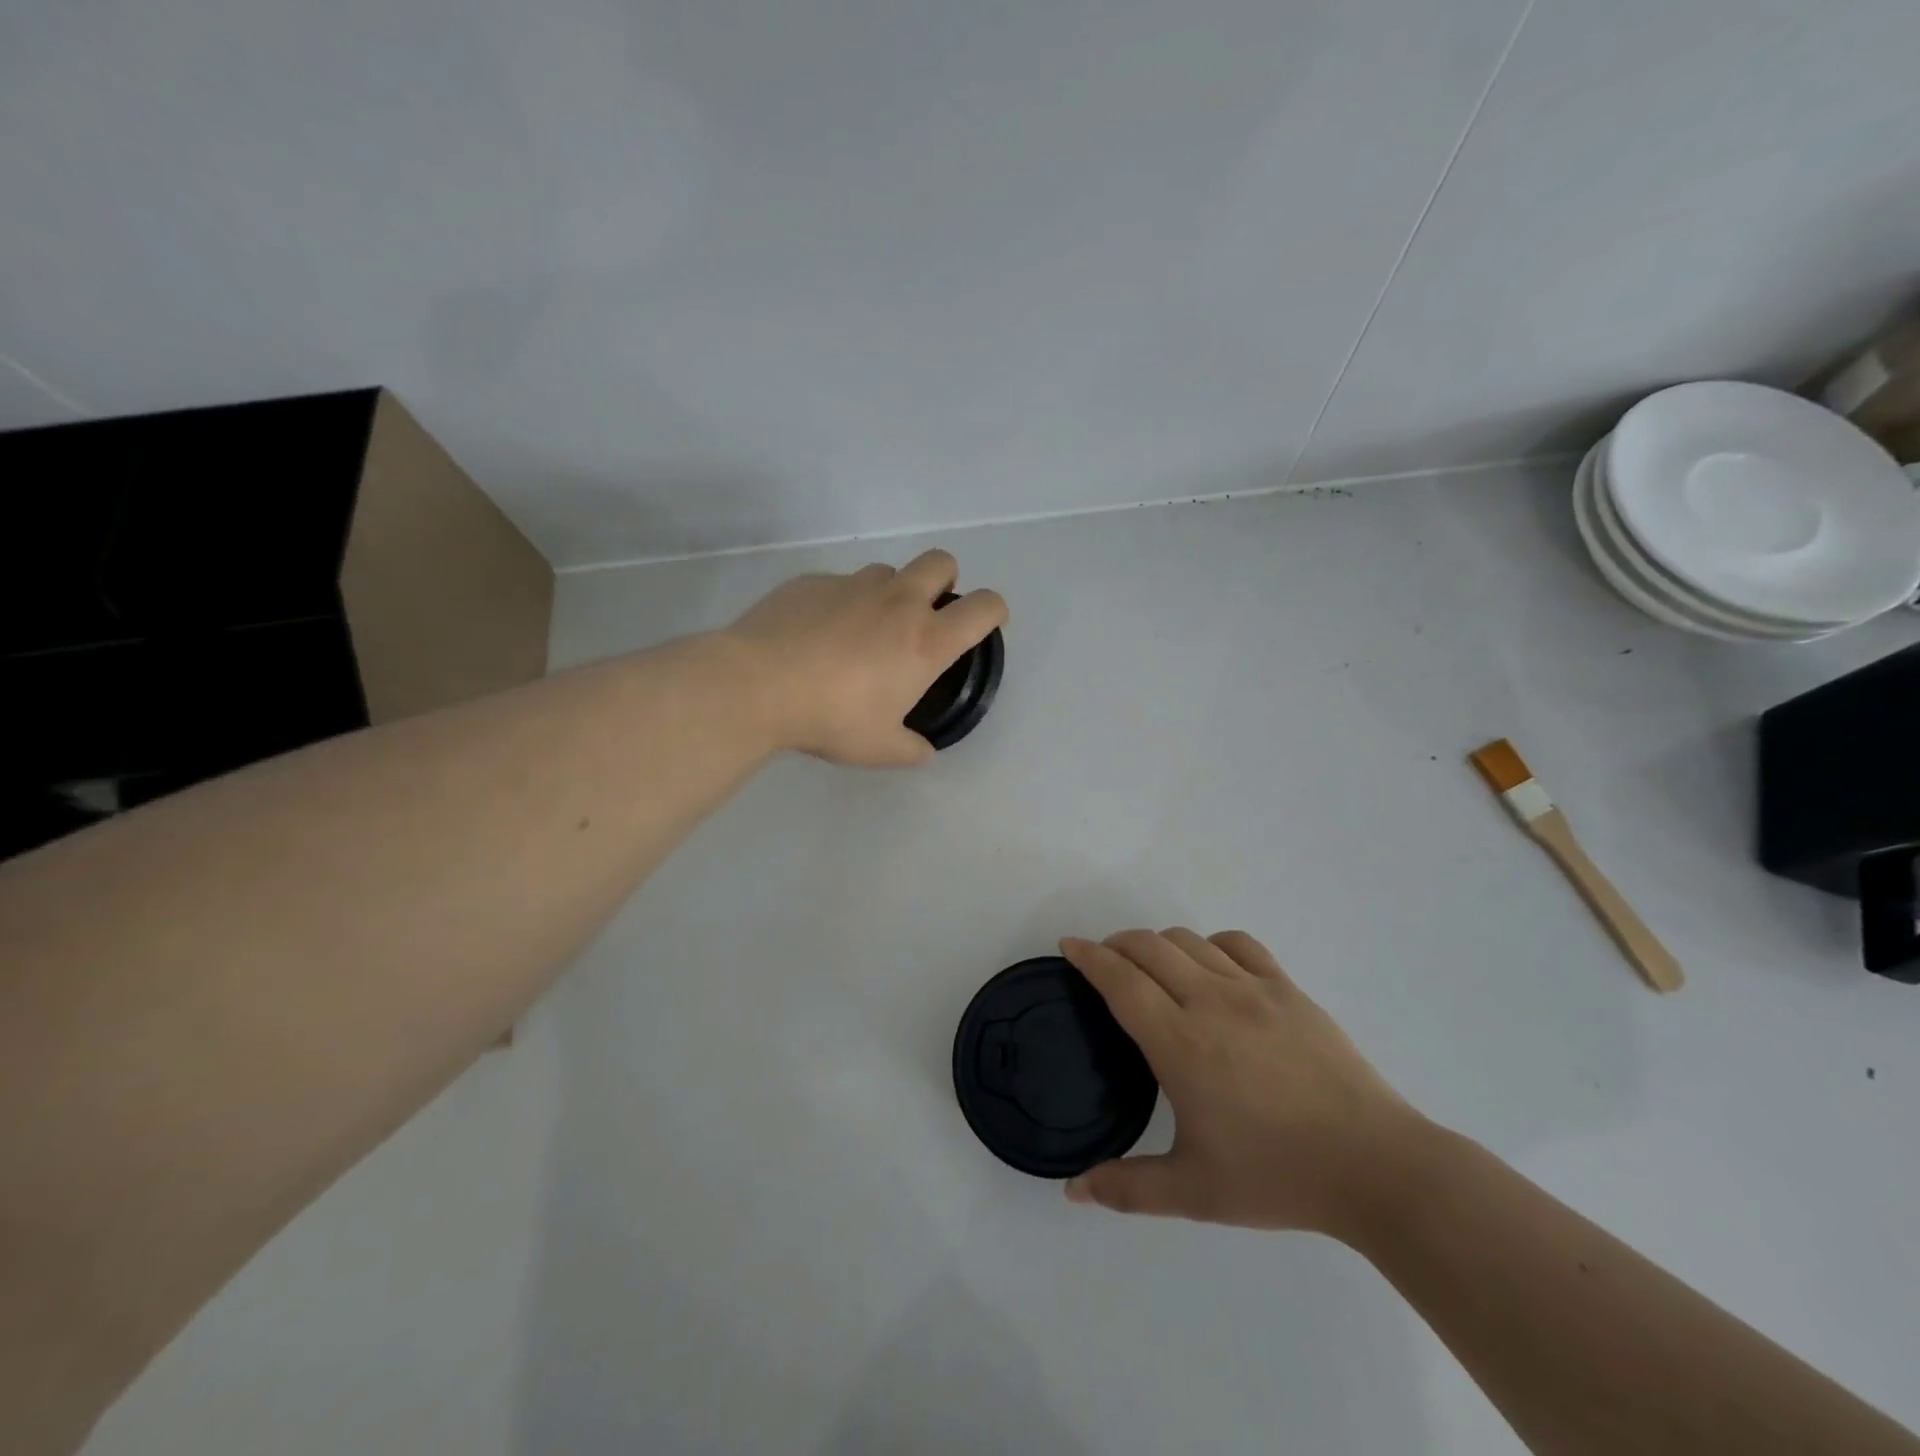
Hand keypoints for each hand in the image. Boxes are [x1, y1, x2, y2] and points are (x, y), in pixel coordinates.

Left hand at [722, 550, 1007, 766]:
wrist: (758, 685)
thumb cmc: (831, 718)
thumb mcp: (879, 748)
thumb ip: (911, 748)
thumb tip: (923, 752)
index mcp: (926, 640)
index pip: (984, 607)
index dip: (995, 610)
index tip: (986, 623)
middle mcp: (897, 602)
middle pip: (942, 562)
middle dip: (945, 581)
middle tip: (925, 615)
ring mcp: (853, 585)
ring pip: (887, 571)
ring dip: (889, 592)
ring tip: (863, 629)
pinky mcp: (811, 581)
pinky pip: (839, 584)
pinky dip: (841, 603)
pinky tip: (816, 633)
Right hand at [1060, 929, 1424, 1237]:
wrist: (1375, 1167)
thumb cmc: (1278, 1176)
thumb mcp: (1194, 1192)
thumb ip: (1127, 1189)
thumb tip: (1073, 1191)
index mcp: (1180, 1043)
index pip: (1119, 979)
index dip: (1088, 956)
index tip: (1068, 946)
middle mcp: (1210, 1001)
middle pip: (1148, 946)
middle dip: (1115, 944)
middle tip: (1103, 963)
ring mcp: (1253, 989)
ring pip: (1188, 940)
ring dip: (1157, 943)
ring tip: (1150, 966)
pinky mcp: (1288, 989)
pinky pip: (1238, 945)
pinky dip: (1210, 945)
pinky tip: (1210, 967)